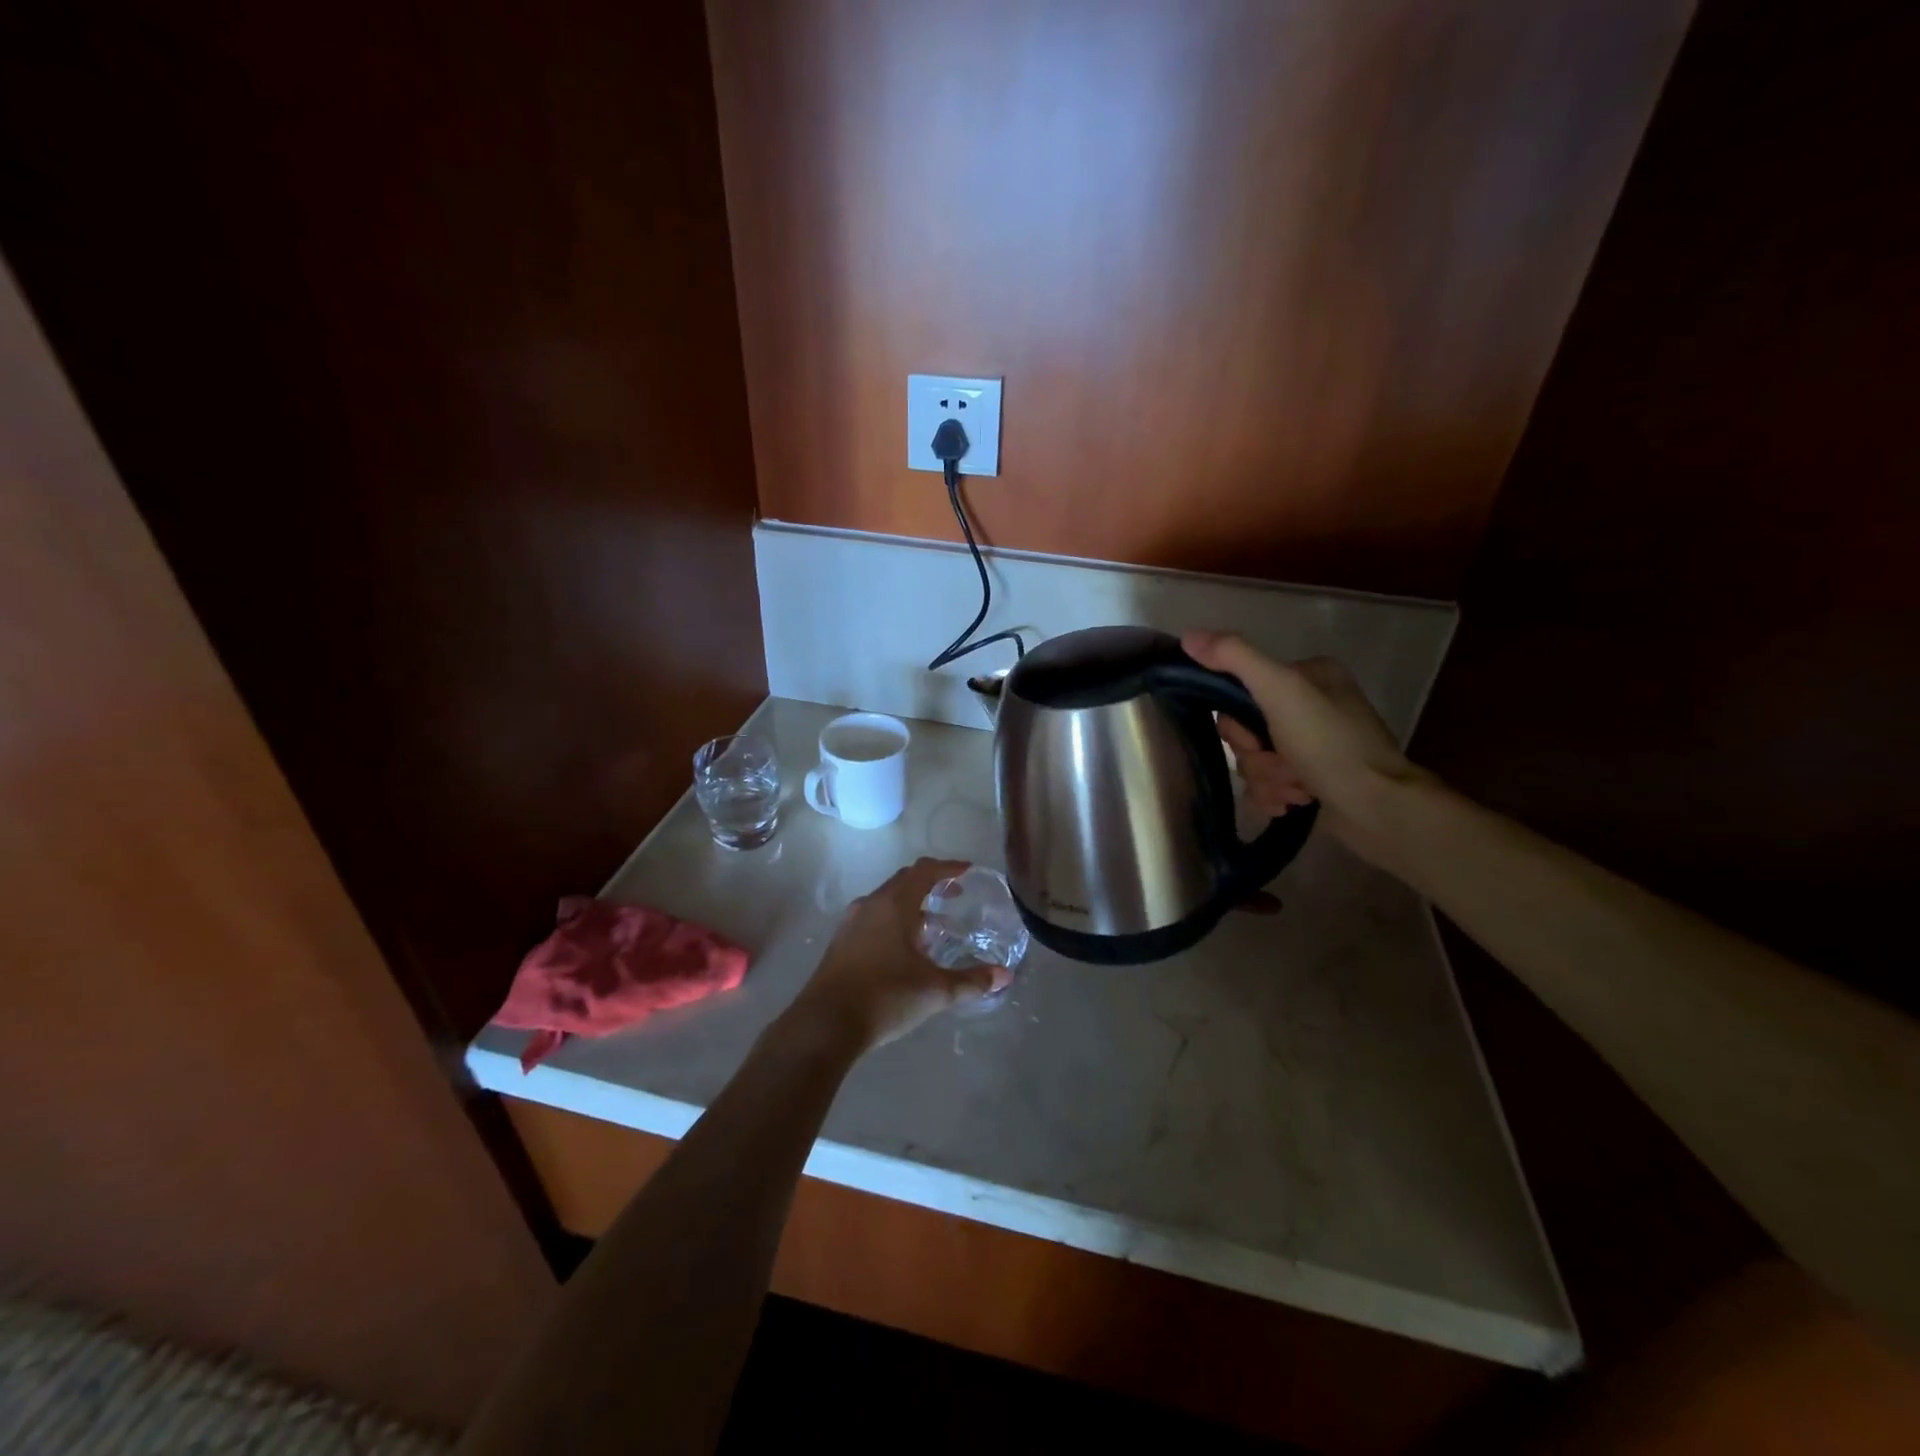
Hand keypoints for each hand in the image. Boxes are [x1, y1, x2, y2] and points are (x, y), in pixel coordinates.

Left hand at [787, 858, 1011, 1052]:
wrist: (826, 1023)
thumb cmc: (885, 997)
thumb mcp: (935, 990)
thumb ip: (971, 981)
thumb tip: (1004, 976)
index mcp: (895, 904)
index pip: (925, 870)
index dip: (948, 868)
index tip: (967, 871)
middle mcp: (871, 904)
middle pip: (904, 880)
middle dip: (931, 883)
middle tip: (955, 895)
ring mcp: (852, 922)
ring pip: (887, 899)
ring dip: (911, 902)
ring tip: (933, 923)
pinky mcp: (841, 941)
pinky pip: (873, 916)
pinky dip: (894, 918)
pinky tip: (904, 947)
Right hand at [1181, 630, 1430, 859]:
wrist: (1378, 810)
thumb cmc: (1330, 746)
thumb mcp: (1280, 691)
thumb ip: (1235, 659)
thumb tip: (1189, 636)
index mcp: (1309, 675)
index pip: (1240, 690)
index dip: (1236, 722)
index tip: (1254, 739)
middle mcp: (1311, 705)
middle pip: (1246, 730)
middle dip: (1256, 756)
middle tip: (1280, 766)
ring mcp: (1313, 745)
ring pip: (1255, 760)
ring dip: (1267, 780)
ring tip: (1296, 790)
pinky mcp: (1312, 779)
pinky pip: (1269, 784)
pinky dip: (1275, 796)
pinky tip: (1296, 803)